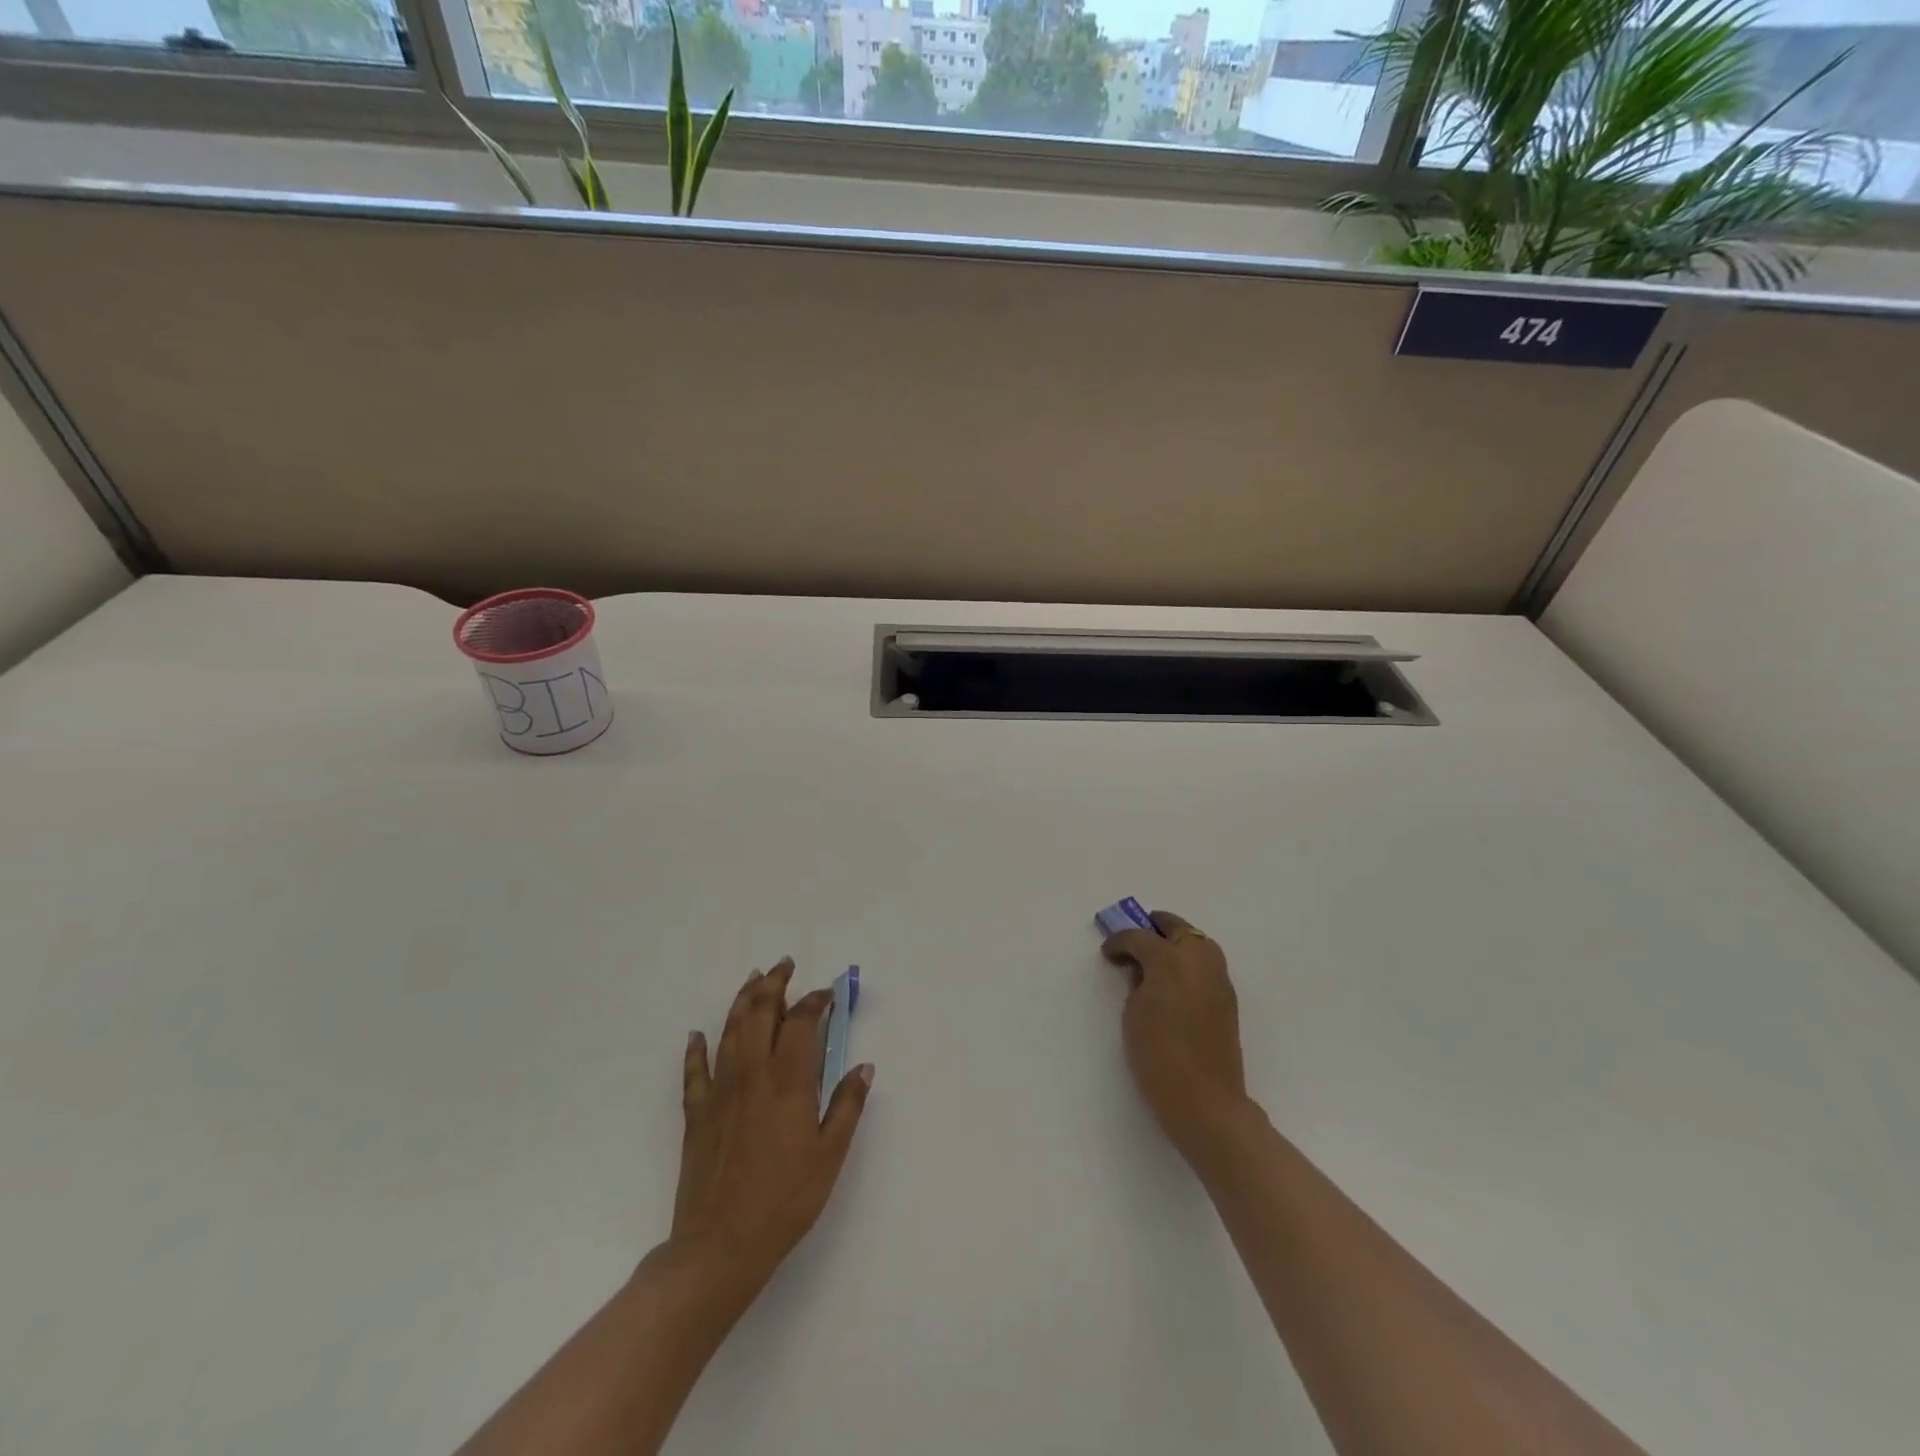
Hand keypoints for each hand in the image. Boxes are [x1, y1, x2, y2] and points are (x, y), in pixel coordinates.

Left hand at [671, 959, 873, 1301]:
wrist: (721, 1245)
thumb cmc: (785, 1200)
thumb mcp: (830, 1155)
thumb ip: (847, 1106)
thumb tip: (862, 1067)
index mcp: (788, 1081)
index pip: (801, 1022)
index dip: (815, 1001)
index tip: (827, 994)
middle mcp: (752, 1074)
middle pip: (760, 1013)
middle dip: (774, 984)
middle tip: (784, 965)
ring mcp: (720, 1091)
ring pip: (729, 1030)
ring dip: (742, 1001)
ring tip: (753, 980)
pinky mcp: (696, 1114)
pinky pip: (694, 1071)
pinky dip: (696, 1049)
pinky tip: (697, 1035)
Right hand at [1101, 911, 1249, 1167]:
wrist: (1204, 1100)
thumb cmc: (1158, 1055)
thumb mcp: (1134, 1013)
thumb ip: (1137, 983)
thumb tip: (1142, 971)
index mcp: (1171, 959)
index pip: (1140, 937)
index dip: (1120, 941)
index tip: (1108, 952)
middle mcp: (1199, 960)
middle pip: (1177, 928)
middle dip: (1154, 928)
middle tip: (1134, 939)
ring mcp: (1218, 978)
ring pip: (1197, 943)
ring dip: (1176, 942)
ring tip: (1154, 958)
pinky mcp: (1227, 999)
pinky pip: (1206, 965)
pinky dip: (1189, 962)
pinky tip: (1173, 981)